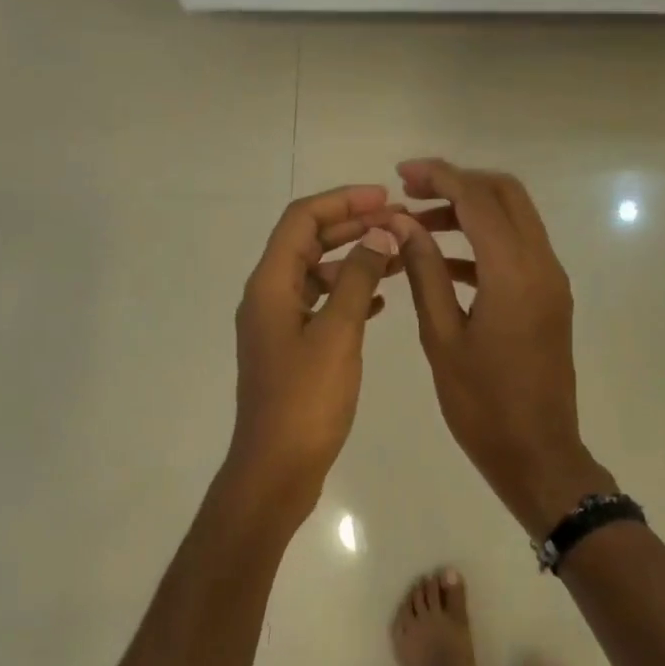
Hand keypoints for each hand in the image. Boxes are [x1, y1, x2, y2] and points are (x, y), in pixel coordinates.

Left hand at [223, 185, 401, 523]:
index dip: (342, 202)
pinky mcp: (290, 349)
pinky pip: (320, 306)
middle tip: (396, 221)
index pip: (301, 220)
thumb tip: (378, 234)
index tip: (384, 197)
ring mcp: (277, 324)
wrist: (276, 468)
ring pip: (316, 274)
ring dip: (353, 260)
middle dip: (350, 227)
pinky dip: (347, 294)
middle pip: (307, 243)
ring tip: (396, 256)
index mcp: (270, 285)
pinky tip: (379, 302)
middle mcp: (267, 297)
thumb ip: (357, 279)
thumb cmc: (306, 400)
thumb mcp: (337, 334)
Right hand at [390, 159, 615, 536]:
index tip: (402, 175)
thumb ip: (425, 272)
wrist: (537, 453)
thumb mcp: (442, 337)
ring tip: (419, 226)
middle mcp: (542, 265)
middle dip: (459, 183)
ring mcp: (551, 282)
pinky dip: (483, 243)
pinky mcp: (550, 299)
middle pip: (506, 195)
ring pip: (515, 220)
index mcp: (513, 273)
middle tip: (412, 192)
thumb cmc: (482, 404)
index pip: (478, 199)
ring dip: (471, 212)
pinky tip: (444, 262)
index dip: (439, 177)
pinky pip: (518, 251)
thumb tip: (403, 224)